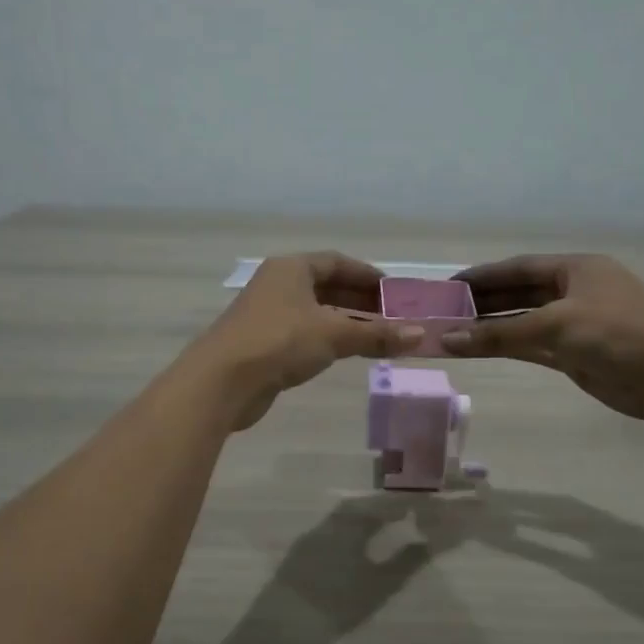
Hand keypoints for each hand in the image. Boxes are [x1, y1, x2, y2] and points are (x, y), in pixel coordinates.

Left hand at [194, 252, 422, 430]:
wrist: (222, 380)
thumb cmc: (280, 342)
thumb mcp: (334, 334)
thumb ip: (377, 334)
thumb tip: (421, 335)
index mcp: (292, 268)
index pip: (336, 262)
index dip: (367, 275)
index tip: (394, 290)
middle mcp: (277, 284)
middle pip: (326, 286)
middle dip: (359, 300)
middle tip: (392, 316)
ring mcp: (267, 314)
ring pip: (315, 311)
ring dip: (345, 321)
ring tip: (377, 335)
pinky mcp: (262, 343)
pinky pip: (304, 333)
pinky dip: (328, 338)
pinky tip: (345, 352)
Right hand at [439, 254, 643, 421]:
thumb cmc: (618, 333)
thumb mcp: (556, 325)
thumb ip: (500, 333)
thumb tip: (449, 339)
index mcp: (575, 269)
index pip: (518, 268)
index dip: (483, 276)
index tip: (449, 285)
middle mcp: (573, 292)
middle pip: (519, 293)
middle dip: (483, 302)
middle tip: (444, 311)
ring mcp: (575, 324)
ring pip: (524, 322)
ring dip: (492, 327)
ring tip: (453, 332)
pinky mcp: (576, 354)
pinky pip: (533, 346)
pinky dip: (508, 347)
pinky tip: (480, 349)